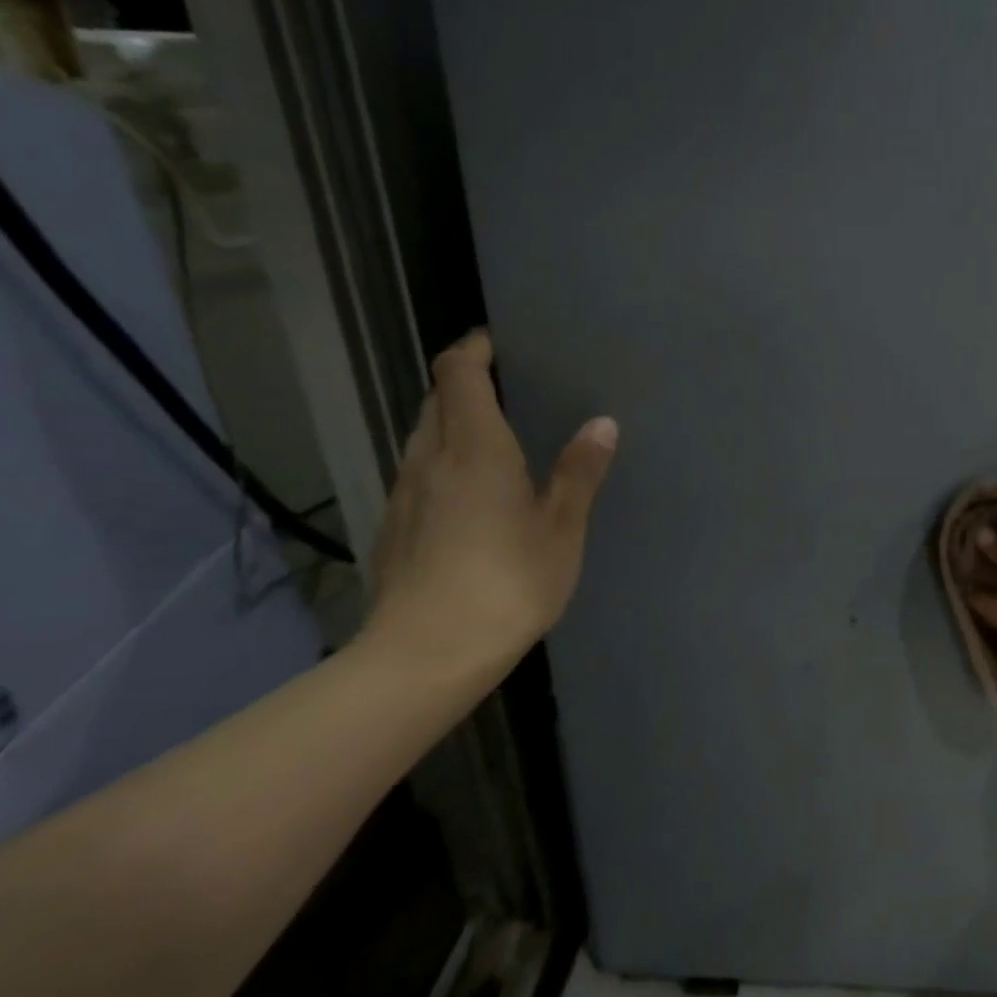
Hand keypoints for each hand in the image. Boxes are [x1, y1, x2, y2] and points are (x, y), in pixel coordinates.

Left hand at [362, 330, 616, 682]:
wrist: (425, 655)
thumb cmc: (506, 583)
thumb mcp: (560, 529)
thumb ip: (578, 472)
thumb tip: (602, 422)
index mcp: (474, 448)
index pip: (458, 373)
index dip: (473, 348)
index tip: (498, 341)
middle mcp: (430, 459)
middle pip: (436, 399)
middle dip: (465, 382)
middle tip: (508, 386)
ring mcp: (405, 494)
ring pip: (423, 436)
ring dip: (453, 423)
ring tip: (494, 437)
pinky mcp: (395, 527)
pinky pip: (419, 472)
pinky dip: (443, 460)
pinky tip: (470, 493)